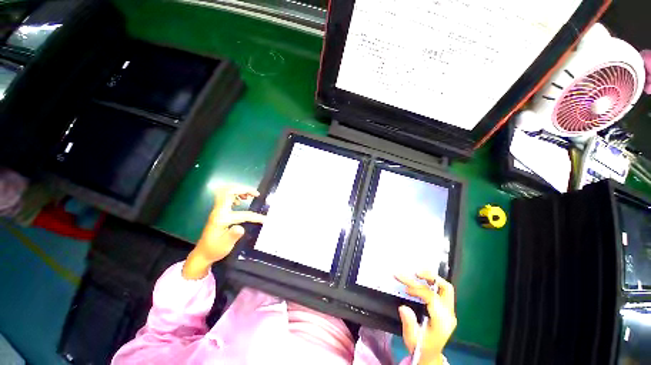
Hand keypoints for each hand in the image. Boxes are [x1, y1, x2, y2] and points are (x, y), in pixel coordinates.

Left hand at [182, 185, 264, 279]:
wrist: (202, 253)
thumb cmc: (215, 249)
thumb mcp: (225, 245)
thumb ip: (233, 236)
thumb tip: (241, 228)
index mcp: (221, 218)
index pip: (242, 213)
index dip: (255, 216)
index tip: (264, 219)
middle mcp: (218, 211)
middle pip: (229, 192)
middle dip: (244, 189)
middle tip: (256, 194)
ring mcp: (218, 210)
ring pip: (227, 192)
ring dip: (240, 190)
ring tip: (250, 196)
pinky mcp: (219, 211)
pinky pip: (226, 196)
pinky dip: (236, 194)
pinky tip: (241, 201)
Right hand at [395, 273, 456, 364]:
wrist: (430, 356)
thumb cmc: (420, 347)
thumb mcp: (411, 338)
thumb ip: (408, 323)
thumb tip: (403, 307)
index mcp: (442, 322)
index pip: (432, 298)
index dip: (417, 289)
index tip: (404, 285)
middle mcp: (449, 315)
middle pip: (446, 289)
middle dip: (430, 277)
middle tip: (415, 272)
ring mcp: (449, 312)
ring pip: (445, 288)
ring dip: (431, 278)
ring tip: (416, 273)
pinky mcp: (446, 309)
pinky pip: (441, 291)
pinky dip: (431, 283)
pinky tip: (420, 281)